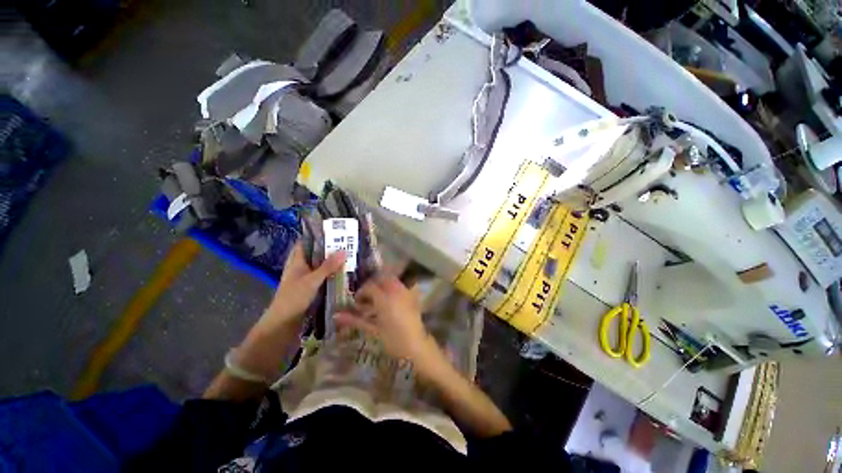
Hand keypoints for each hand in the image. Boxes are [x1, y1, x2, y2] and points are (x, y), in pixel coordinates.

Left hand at [230, 243, 344, 382]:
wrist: (283, 323)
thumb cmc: (294, 298)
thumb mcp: (312, 280)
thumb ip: (328, 266)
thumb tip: (344, 250)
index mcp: (297, 259)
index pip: (306, 241)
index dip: (318, 234)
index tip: (335, 229)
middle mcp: (302, 265)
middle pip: (317, 251)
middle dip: (331, 247)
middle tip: (349, 241)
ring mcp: (307, 276)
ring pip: (322, 263)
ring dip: (333, 259)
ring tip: (350, 253)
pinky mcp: (312, 286)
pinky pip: (324, 274)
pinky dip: (333, 271)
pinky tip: (345, 270)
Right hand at [334, 276, 433, 362]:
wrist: (415, 345)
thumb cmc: (392, 340)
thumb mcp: (373, 329)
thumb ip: (355, 320)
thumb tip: (336, 315)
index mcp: (384, 299)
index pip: (369, 287)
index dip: (361, 292)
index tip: (357, 301)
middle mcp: (395, 291)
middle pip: (381, 278)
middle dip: (372, 285)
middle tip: (366, 297)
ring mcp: (406, 291)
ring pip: (392, 279)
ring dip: (383, 284)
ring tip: (377, 298)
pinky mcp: (413, 295)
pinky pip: (402, 284)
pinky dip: (394, 287)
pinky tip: (391, 298)